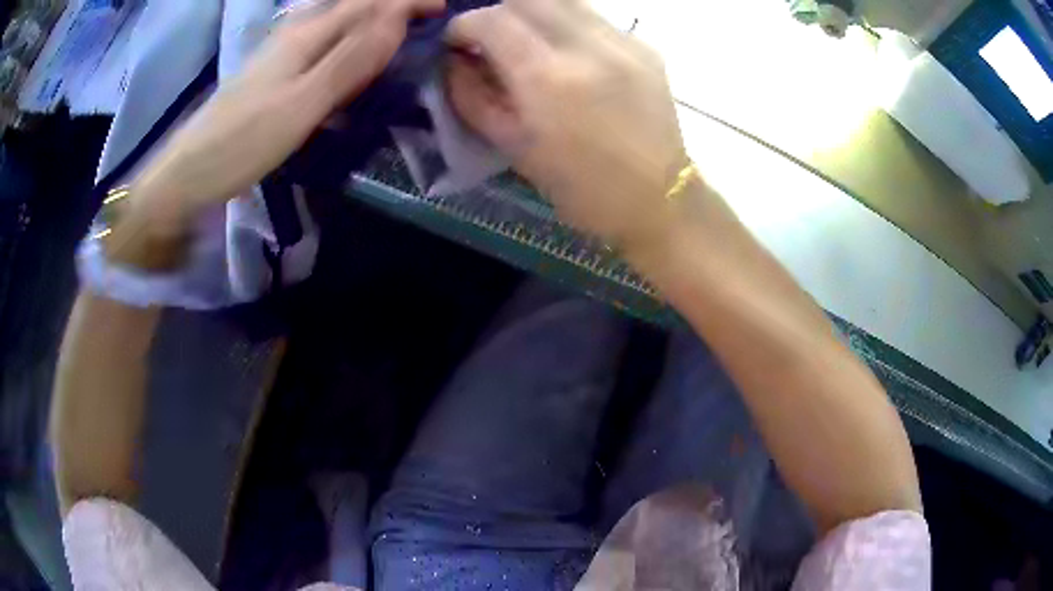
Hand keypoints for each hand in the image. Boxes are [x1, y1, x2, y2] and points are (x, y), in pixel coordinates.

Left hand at [129, 0, 443, 233]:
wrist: (189, 173)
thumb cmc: (241, 142)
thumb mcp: (301, 104)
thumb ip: (349, 60)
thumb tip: (396, 16)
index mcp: (306, 36)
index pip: (367, 2)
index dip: (407, 0)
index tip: (443, 9)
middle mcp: (296, 34)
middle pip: (353, 6)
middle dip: (392, 7)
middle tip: (427, 22)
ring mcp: (282, 54)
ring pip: (337, 24)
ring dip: (372, 24)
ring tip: (400, 37)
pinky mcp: (274, 74)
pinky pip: (322, 46)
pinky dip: (349, 46)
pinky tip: (353, 64)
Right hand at [445, 0, 686, 250]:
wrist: (660, 200)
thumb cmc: (581, 188)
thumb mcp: (513, 147)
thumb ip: (472, 96)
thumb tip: (453, 61)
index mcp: (547, 78)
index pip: (491, 20)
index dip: (464, 26)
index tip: (457, 43)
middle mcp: (587, 46)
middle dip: (497, 13)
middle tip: (491, 39)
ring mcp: (622, 41)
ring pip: (564, 0)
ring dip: (534, 13)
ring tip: (528, 42)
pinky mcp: (645, 46)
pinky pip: (594, 18)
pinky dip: (568, 26)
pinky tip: (570, 56)